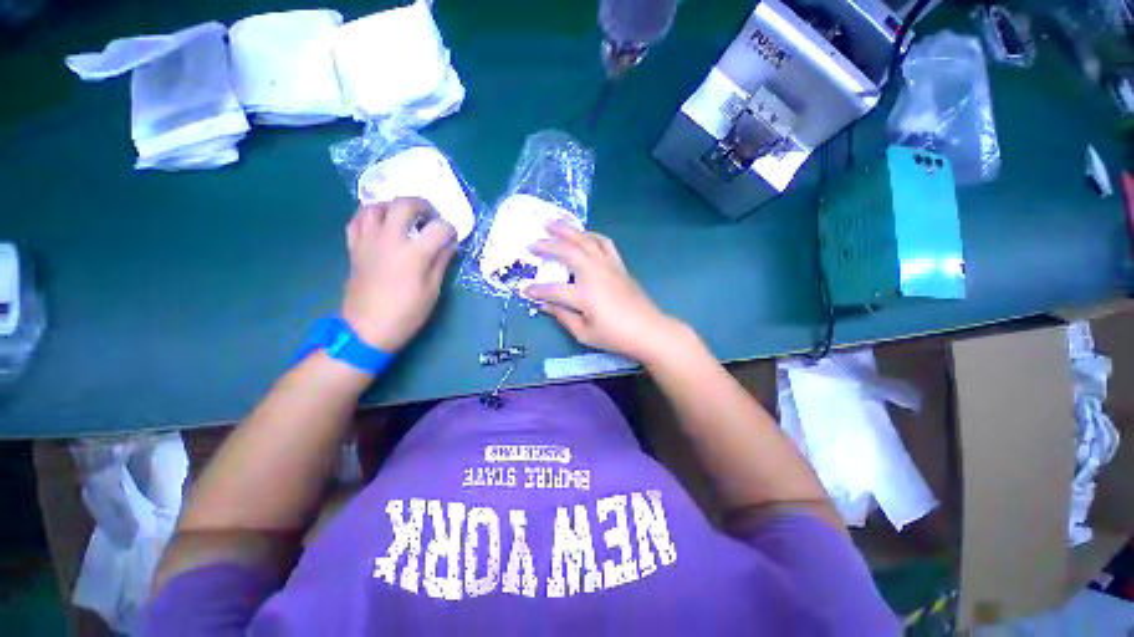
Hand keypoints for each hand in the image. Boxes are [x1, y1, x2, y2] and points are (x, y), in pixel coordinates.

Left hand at [340, 198, 456, 352]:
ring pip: (375, 206)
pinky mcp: (354, 248)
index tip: (453, 237)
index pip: (438, 228)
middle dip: (422, 205)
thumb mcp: (432, 290)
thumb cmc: (406, 313)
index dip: (450, 229)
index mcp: (414, 253)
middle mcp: (389, 240)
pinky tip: (379, 224)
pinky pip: (356, 220)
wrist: (367, 329)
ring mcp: (368, 241)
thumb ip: (441, 262)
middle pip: (404, 205)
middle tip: (430, 215)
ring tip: (403, 216)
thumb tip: (449, 245)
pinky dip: (369, 215)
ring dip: (392, 206)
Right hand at [524, 222, 682, 361]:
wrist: (648, 330)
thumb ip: (563, 317)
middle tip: (532, 242)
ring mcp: (608, 266)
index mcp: (584, 295)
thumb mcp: (584, 333)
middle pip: (568, 252)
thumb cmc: (615, 336)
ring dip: (568, 230)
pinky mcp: (619, 265)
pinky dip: (592, 235)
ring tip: (553, 223)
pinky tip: (584, 234)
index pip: (553, 290)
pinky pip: (604, 243)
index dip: (536, 290)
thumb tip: (544, 305)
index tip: (523, 289)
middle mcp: (594, 274)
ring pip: (586, 240)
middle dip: (547, 245)